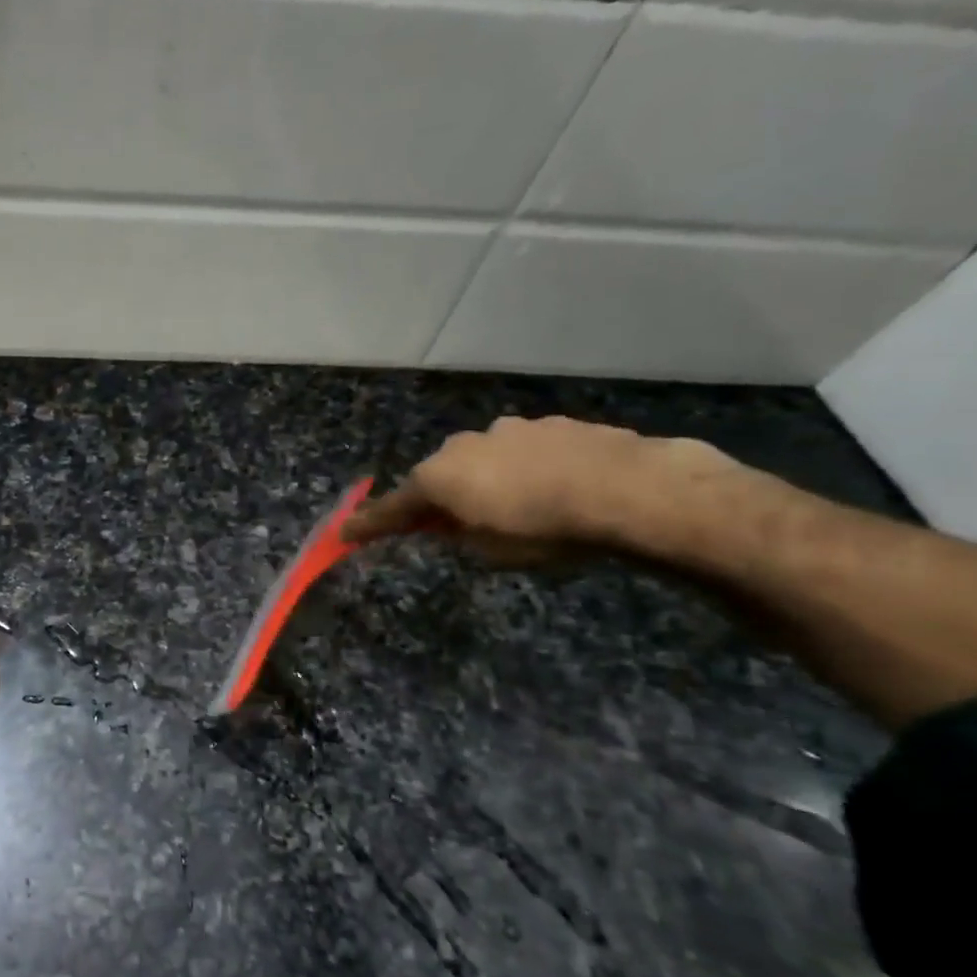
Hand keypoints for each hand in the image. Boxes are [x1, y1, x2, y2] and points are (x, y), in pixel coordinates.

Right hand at [341, 416, 734, 565]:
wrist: (631, 490)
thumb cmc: (544, 530)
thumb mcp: (488, 552)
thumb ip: (458, 535)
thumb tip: (451, 524)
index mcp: (438, 478)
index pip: (392, 508)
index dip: (368, 525)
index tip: (345, 533)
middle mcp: (463, 445)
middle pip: (437, 477)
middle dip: (439, 500)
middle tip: (449, 526)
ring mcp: (509, 430)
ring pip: (482, 460)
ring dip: (485, 482)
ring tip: (516, 509)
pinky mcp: (552, 425)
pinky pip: (523, 453)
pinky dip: (525, 470)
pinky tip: (554, 489)